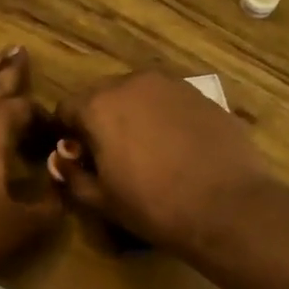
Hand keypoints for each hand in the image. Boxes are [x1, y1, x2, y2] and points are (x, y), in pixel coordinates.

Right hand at [52, 72, 271, 257]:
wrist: (226, 205)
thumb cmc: (153, 206)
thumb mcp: (102, 200)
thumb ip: (73, 176)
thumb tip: (61, 161)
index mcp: (99, 105)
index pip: (66, 108)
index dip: (67, 134)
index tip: (78, 159)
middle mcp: (133, 82)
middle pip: (103, 96)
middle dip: (100, 121)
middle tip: (112, 158)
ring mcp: (172, 85)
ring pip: (138, 96)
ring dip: (134, 117)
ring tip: (148, 153)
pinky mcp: (202, 95)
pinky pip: (169, 102)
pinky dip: (164, 119)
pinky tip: (177, 150)